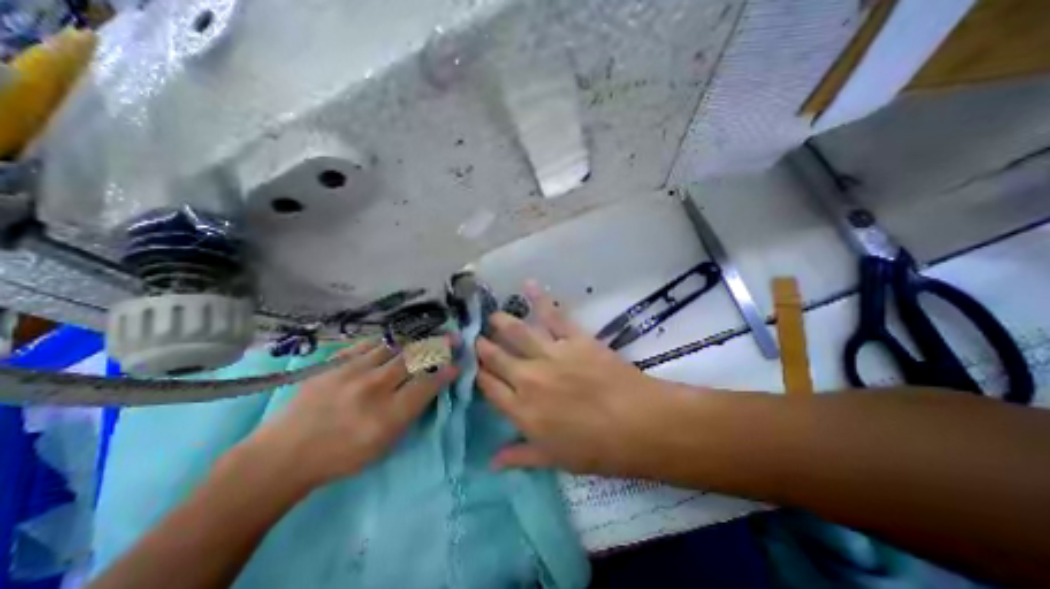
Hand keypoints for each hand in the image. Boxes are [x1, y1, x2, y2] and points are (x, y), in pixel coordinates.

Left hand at [248, 341, 459, 486]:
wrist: (283, 455)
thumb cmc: (340, 457)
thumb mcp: (383, 446)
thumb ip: (409, 414)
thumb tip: (427, 389)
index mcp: (388, 415)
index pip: (427, 385)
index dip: (446, 372)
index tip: (458, 364)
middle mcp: (374, 388)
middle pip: (414, 358)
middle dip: (439, 345)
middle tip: (453, 337)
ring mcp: (352, 372)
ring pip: (393, 346)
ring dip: (414, 341)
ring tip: (425, 336)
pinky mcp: (334, 364)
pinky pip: (367, 345)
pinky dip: (385, 342)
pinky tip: (391, 343)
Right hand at [479, 281, 676, 478]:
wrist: (638, 424)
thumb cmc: (597, 449)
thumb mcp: (555, 459)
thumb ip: (520, 456)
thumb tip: (491, 462)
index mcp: (522, 410)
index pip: (488, 387)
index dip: (479, 375)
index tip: (474, 367)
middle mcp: (529, 378)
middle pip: (497, 357)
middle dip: (483, 346)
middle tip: (476, 338)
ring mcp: (550, 354)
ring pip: (517, 332)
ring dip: (501, 322)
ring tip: (492, 316)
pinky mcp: (573, 338)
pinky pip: (552, 314)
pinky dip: (539, 298)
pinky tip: (528, 284)